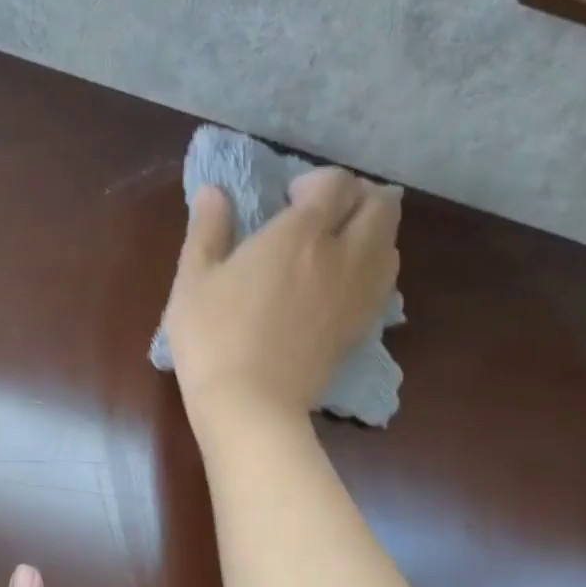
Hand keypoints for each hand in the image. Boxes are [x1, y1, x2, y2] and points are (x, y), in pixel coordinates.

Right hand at [164, 166, 399, 428]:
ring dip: (372, 232)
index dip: (319, 181)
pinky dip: (374, 269)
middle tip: (325, 214)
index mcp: (300, 234)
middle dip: (358, 198)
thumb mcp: (194, 281)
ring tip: (340, 245)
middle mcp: (342, 256)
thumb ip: (208, 230)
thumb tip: (213, 192)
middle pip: (380, 207)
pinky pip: (386, 283)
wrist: (251, 406)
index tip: (290, 198)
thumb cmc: (214, 339)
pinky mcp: (362, 327)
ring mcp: (358, 294)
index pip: (337, 184)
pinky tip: (346, 282)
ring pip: (391, 244)